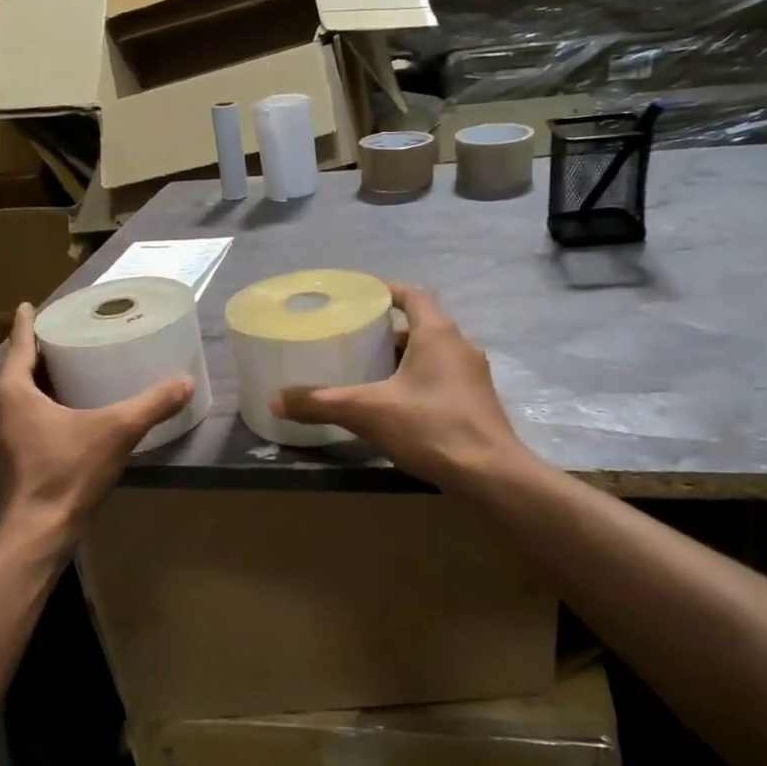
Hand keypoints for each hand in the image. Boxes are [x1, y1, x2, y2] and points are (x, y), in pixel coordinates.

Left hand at [0, 303, 192, 547]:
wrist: (37, 532)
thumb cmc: (68, 472)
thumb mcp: (117, 431)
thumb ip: (152, 404)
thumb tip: (187, 382)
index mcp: (11, 391)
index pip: (19, 344)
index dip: (27, 322)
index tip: (30, 304)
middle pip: (18, 369)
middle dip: (39, 353)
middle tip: (66, 337)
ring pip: (17, 397)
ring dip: (38, 383)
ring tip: (68, 371)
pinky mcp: (6, 460)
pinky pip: (20, 419)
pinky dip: (38, 408)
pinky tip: (64, 414)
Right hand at [271, 284, 528, 490]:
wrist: (490, 474)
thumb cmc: (431, 427)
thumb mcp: (368, 413)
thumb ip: (321, 403)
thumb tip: (275, 400)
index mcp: (438, 333)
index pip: (414, 294)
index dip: (388, 291)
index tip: (361, 298)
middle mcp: (460, 346)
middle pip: (422, 325)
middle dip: (389, 331)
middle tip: (356, 340)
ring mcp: (473, 375)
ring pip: (434, 354)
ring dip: (405, 358)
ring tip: (370, 373)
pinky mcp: (478, 402)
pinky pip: (443, 378)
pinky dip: (419, 381)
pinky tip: (398, 405)